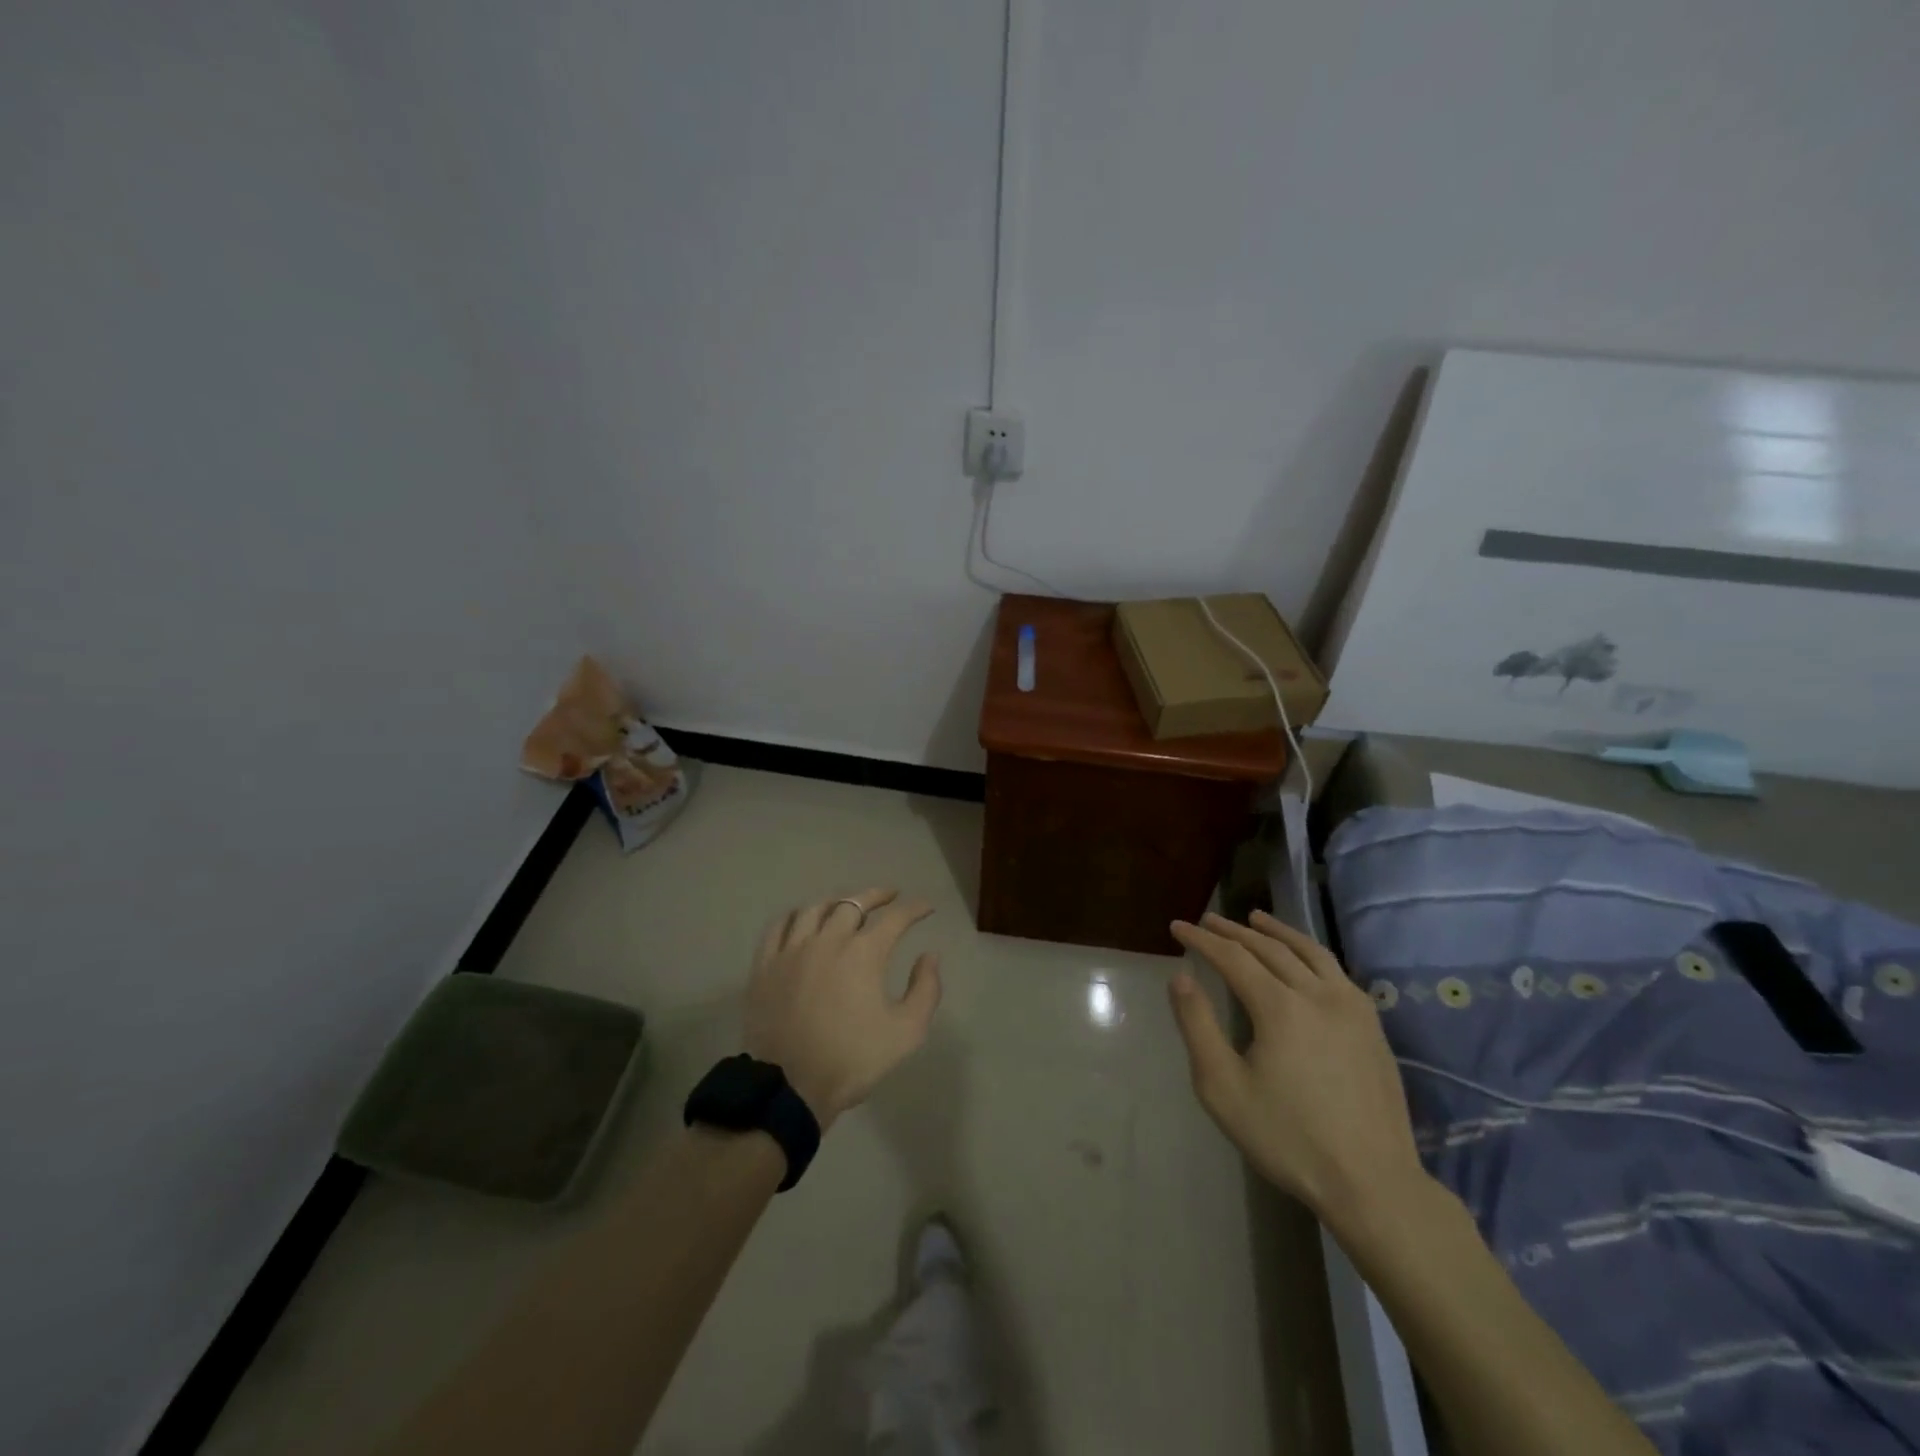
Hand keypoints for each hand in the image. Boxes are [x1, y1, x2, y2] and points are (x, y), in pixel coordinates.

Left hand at [743, 889, 941, 1130]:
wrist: (791, 1087)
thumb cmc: (853, 1059)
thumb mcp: (907, 1032)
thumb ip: (925, 990)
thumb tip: (929, 956)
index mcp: (864, 953)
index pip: (895, 918)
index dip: (914, 909)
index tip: (926, 908)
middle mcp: (828, 940)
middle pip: (853, 904)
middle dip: (876, 896)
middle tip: (890, 896)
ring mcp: (792, 950)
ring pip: (815, 909)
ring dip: (837, 902)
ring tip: (847, 905)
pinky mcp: (765, 965)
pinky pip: (779, 927)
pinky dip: (796, 916)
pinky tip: (803, 920)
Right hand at [1168, 910, 1426, 1229]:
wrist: (1372, 1183)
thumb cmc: (1287, 1137)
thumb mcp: (1222, 1087)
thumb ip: (1197, 1026)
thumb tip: (1180, 978)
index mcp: (1279, 1006)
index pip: (1232, 956)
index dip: (1202, 939)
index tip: (1177, 927)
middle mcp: (1317, 994)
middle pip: (1269, 948)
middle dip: (1233, 931)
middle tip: (1208, 920)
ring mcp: (1351, 1007)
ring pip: (1309, 952)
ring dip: (1276, 932)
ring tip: (1255, 919)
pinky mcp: (1372, 1027)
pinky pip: (1335, 971)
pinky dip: (1310, 952)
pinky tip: (1304, 959)